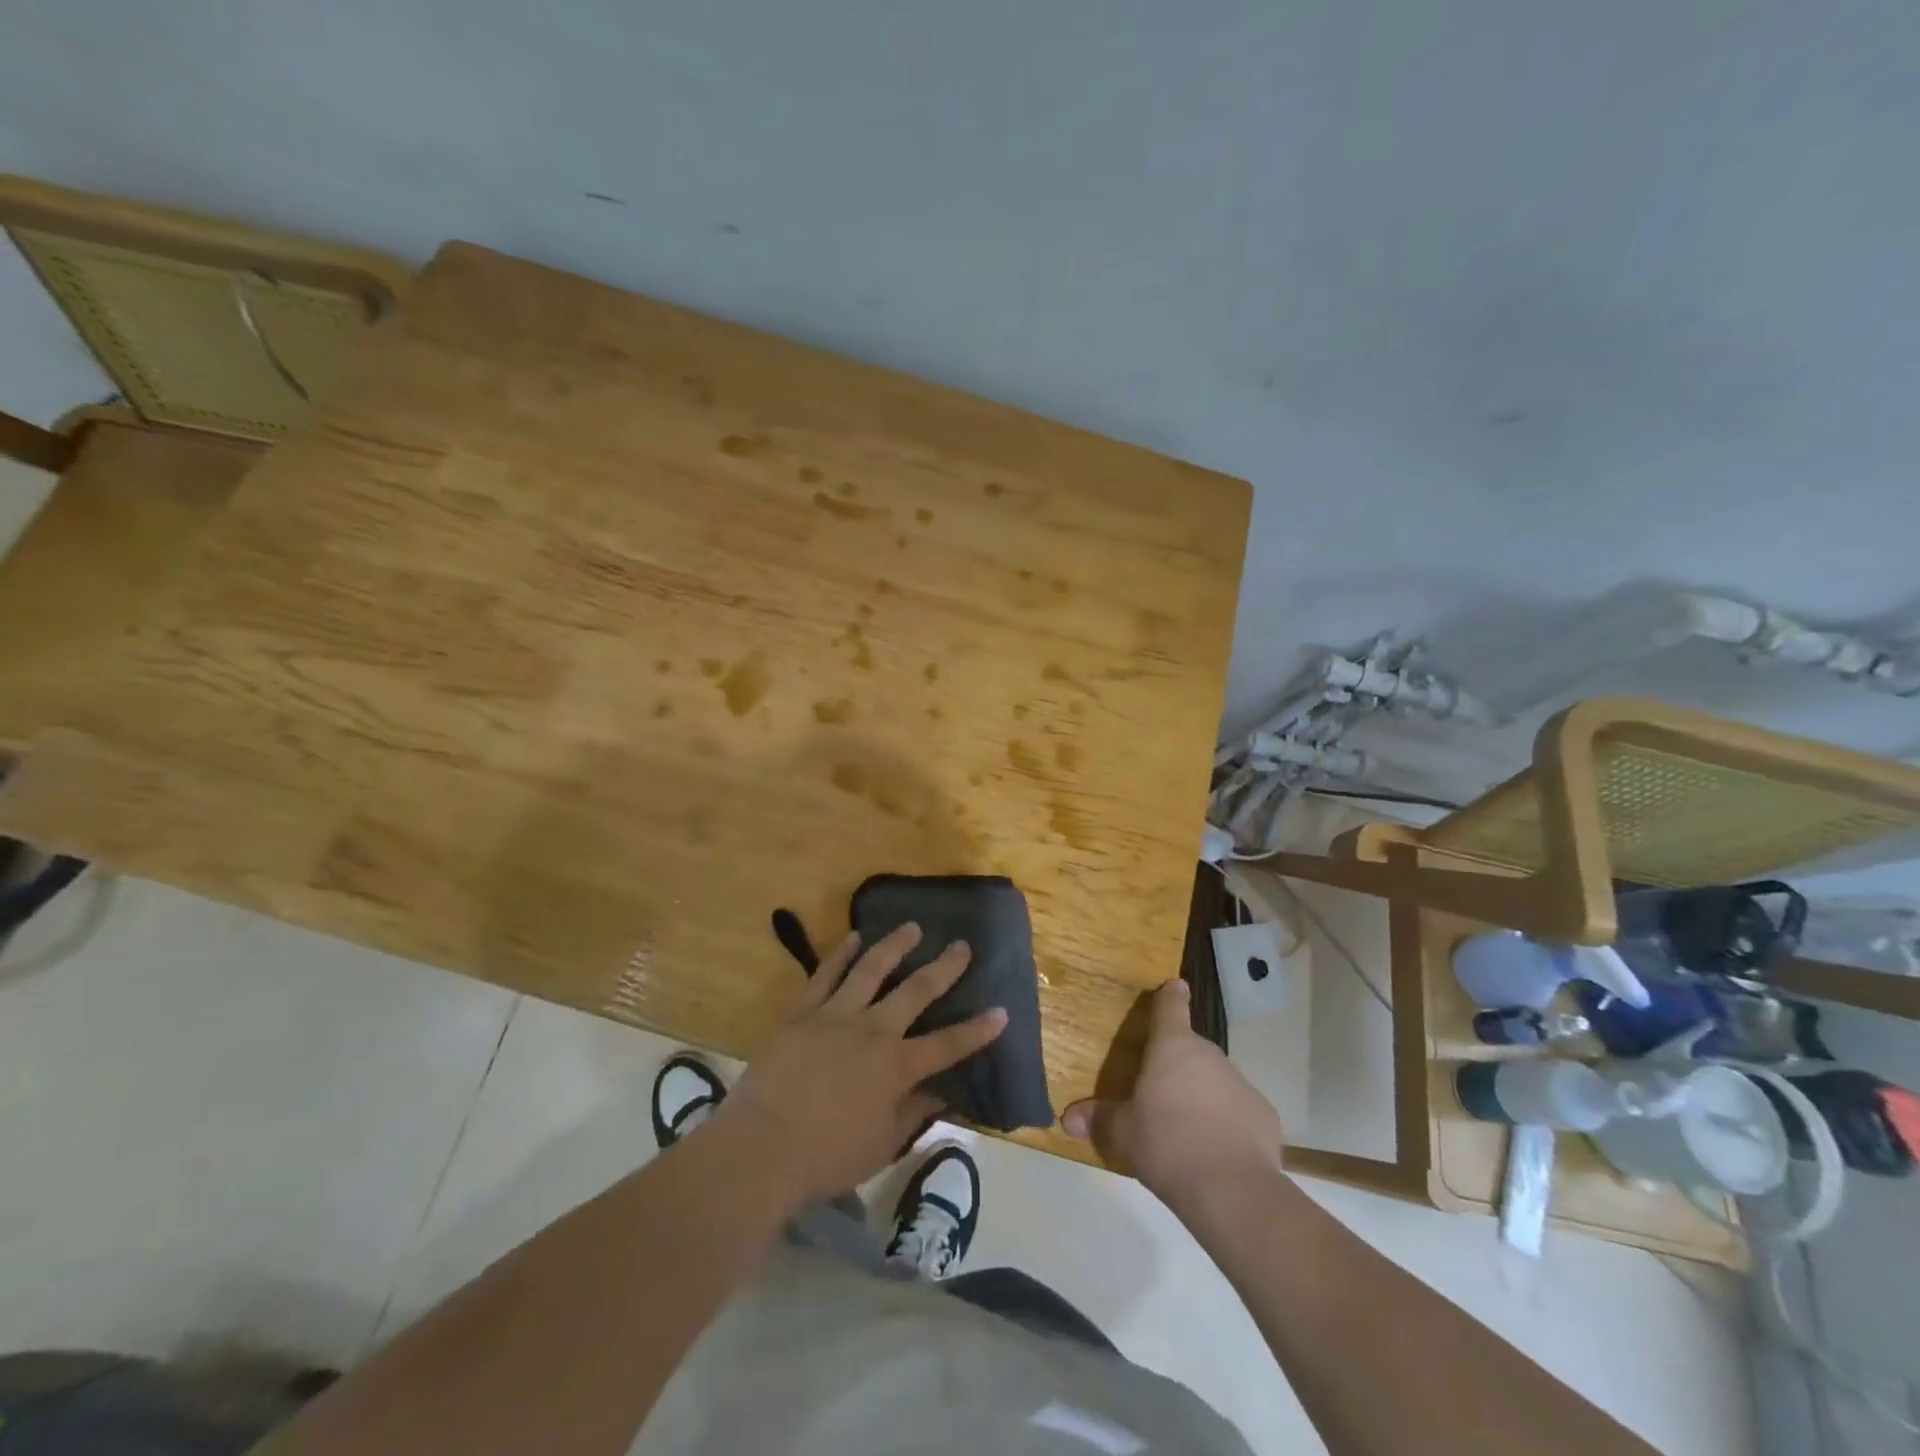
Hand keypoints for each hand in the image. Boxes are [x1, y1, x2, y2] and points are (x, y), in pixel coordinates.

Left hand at [716, 923, 1006, 1203]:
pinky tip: (853, 938)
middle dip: (944, 968)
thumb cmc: (826, 1157)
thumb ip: (914, 1113)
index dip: (977, 1030)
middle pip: (916, 992)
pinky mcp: (801, 1012)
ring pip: (871, 969)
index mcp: (896, 1067)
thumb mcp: (882, 1144)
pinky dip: (840, 954)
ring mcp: (835, 1015)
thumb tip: (944, 1093)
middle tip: (962, 945)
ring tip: (912, 927)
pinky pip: (824, 975)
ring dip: (895, 946)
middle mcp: (872, 1031)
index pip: (947, 1045)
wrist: (760, 1148)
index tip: (1001, 1011)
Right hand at [1062, 979, 1284, 1202]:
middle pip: (1191, 1049)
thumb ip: (1098, 1120)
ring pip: (1216, 1080)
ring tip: (1187, 1129)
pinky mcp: (1264, 1115)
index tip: (1175, 986)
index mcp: (1172, 1047)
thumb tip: (1068, 1119)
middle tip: (1161, 1091)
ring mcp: (1241, 1083)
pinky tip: (1217, 1151)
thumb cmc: (1166, 1144)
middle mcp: (1208, 1055)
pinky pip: (1239, 1111)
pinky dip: (1228, 1123)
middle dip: (1178, 1065)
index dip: (1170, 995)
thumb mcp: (1122, 1133)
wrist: (1231, 1189)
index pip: (1171, 1006)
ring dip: (1203, 1094)